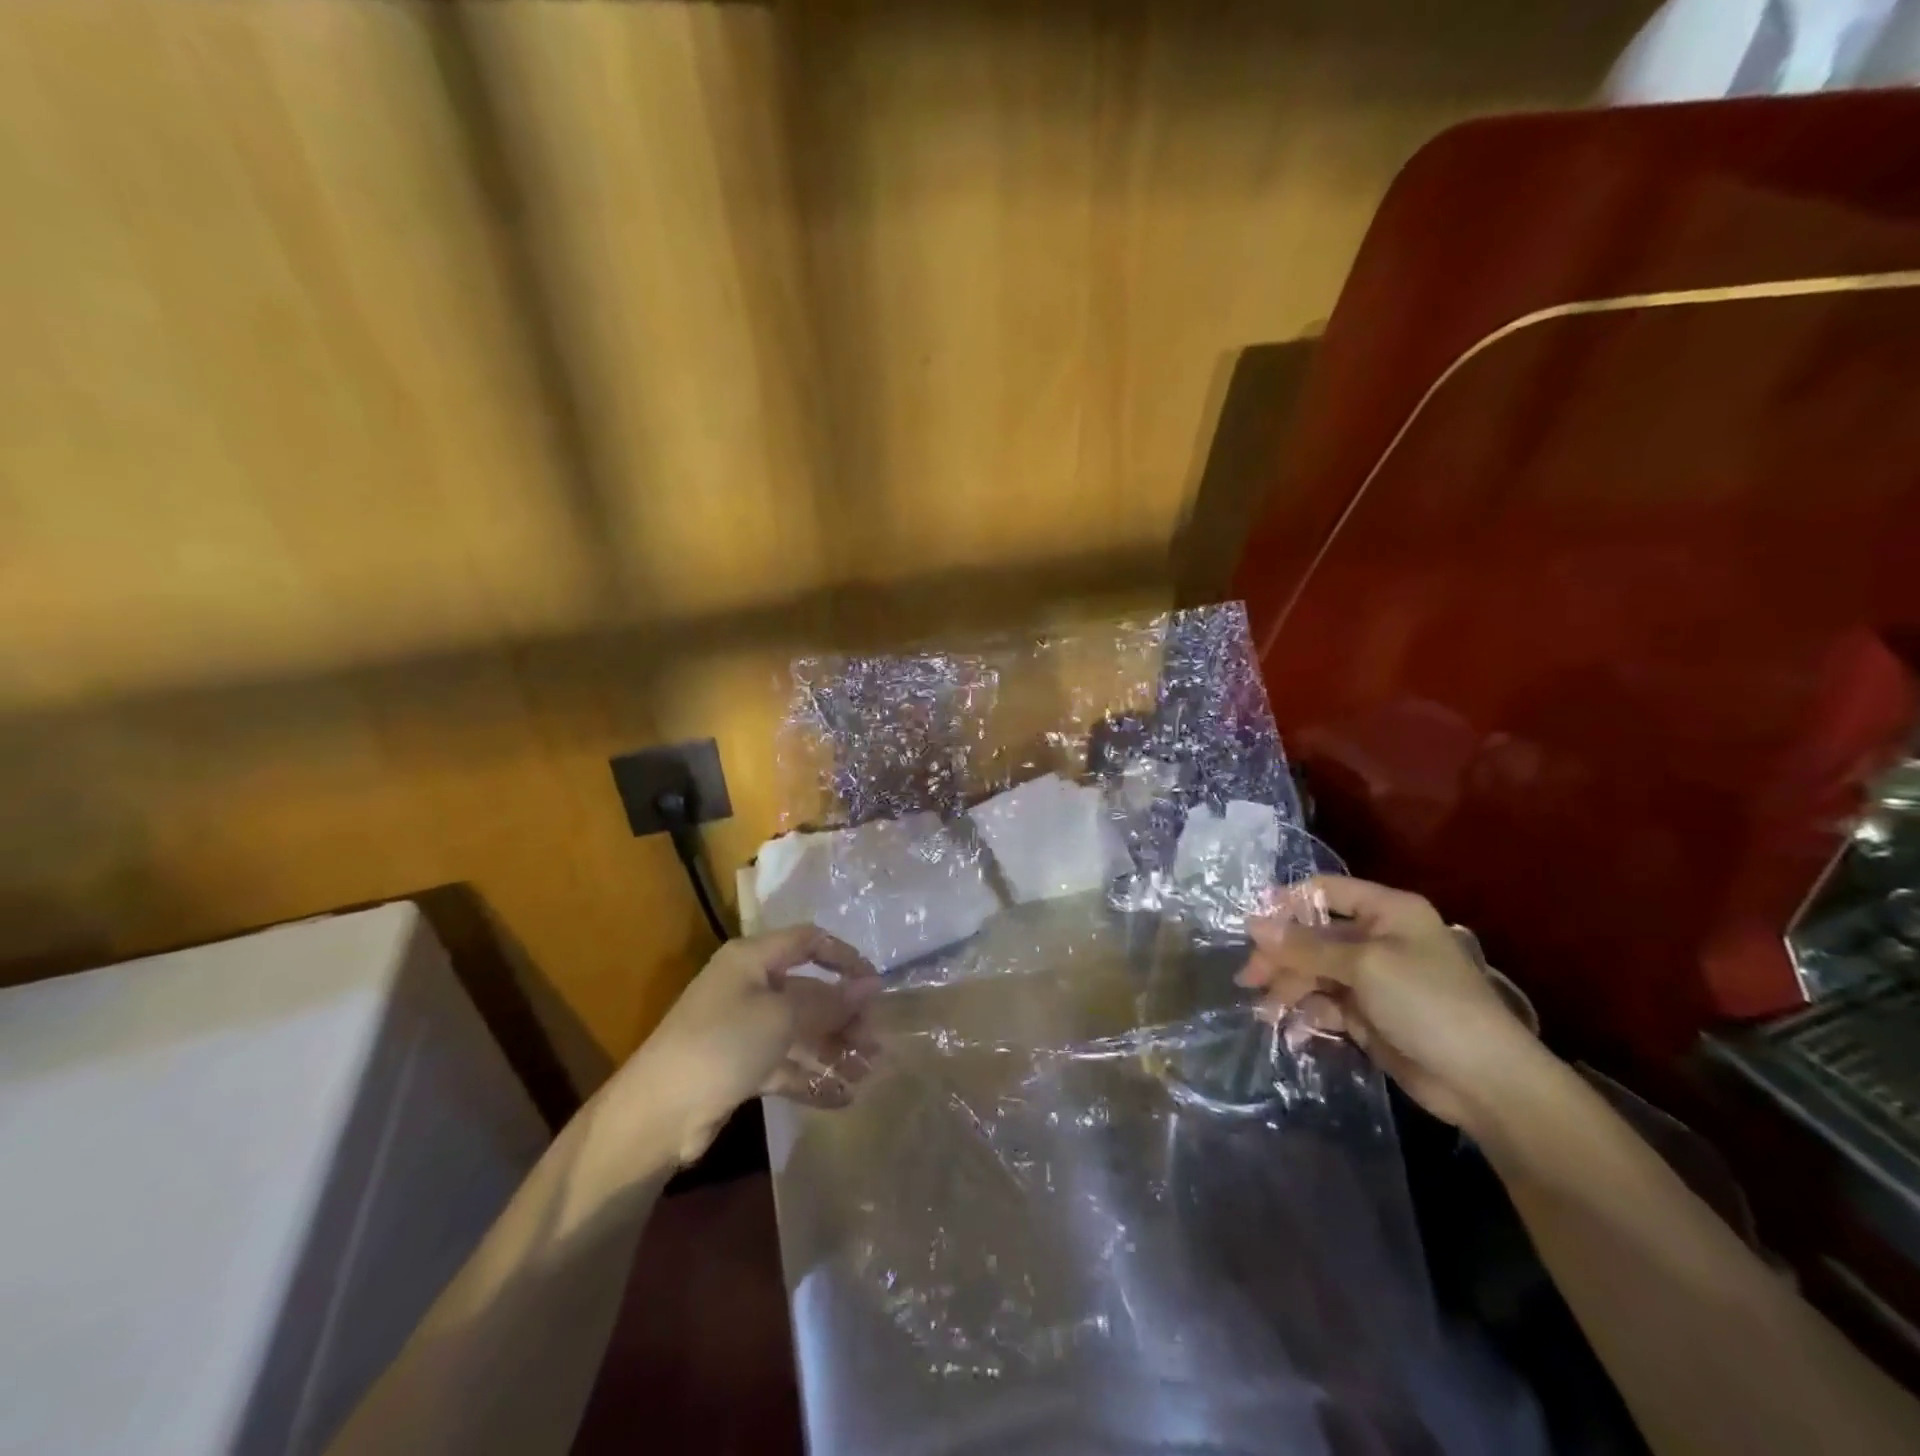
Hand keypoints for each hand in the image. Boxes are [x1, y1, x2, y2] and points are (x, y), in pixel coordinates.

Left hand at [617, 926, 880, 1164]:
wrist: (657, 1114)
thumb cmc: (723, 1044)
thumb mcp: (782, 1016)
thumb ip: (830, 1001)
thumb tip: (872, 983)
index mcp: (752, 959)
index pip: (808, 942)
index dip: (844, 957)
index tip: (875, 984)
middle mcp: (748, 987)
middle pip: (808, 991)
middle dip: (844, 1015)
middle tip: (875, 1043)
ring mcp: (743, 1029)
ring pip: (799, 1031)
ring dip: (833, 1050)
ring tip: (866, 1073)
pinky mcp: (739, 1068)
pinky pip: (785, 1066)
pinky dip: (811, 1079)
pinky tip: (841, 1099)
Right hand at [1237, 876, 1550, 1131]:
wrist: (1484, 1081)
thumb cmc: (1427, 1002)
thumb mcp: (1363, 965)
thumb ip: (1304, 946)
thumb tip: (1252, 924)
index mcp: (1386, 911)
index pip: (1324, 892)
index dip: (1286, 904)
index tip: (1251, 928)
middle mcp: (1378, 938)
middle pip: (1313, 936)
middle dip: (1281, 956)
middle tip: (1250, 979)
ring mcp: (1373, 978)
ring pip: (1314, 972)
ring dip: (1288, 988)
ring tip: (1266, 1011)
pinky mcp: (1368, 1015)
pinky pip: (1325, 1003)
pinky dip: (1307, 1012)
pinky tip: (1293, 1027)